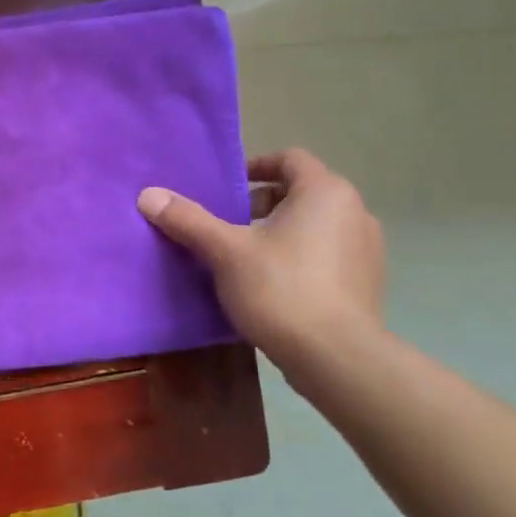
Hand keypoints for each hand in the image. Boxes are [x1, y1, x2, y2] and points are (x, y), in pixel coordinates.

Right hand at [138, 148, 383, 372]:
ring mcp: (367, 248)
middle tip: (228, 226)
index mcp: (325, 192)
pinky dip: (300, 257)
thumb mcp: (225, 251)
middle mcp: (354, 211)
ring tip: (246, 256)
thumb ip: (188, 220)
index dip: (255, 166)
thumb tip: (148, 195)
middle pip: (301, 192)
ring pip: (315, 225)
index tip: (226, 188)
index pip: (290, 159)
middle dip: (262, 204)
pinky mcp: (367, 282)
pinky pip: (327, 254)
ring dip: (281, 232)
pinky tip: (274, 285)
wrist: (336, 357)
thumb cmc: (280, 289)